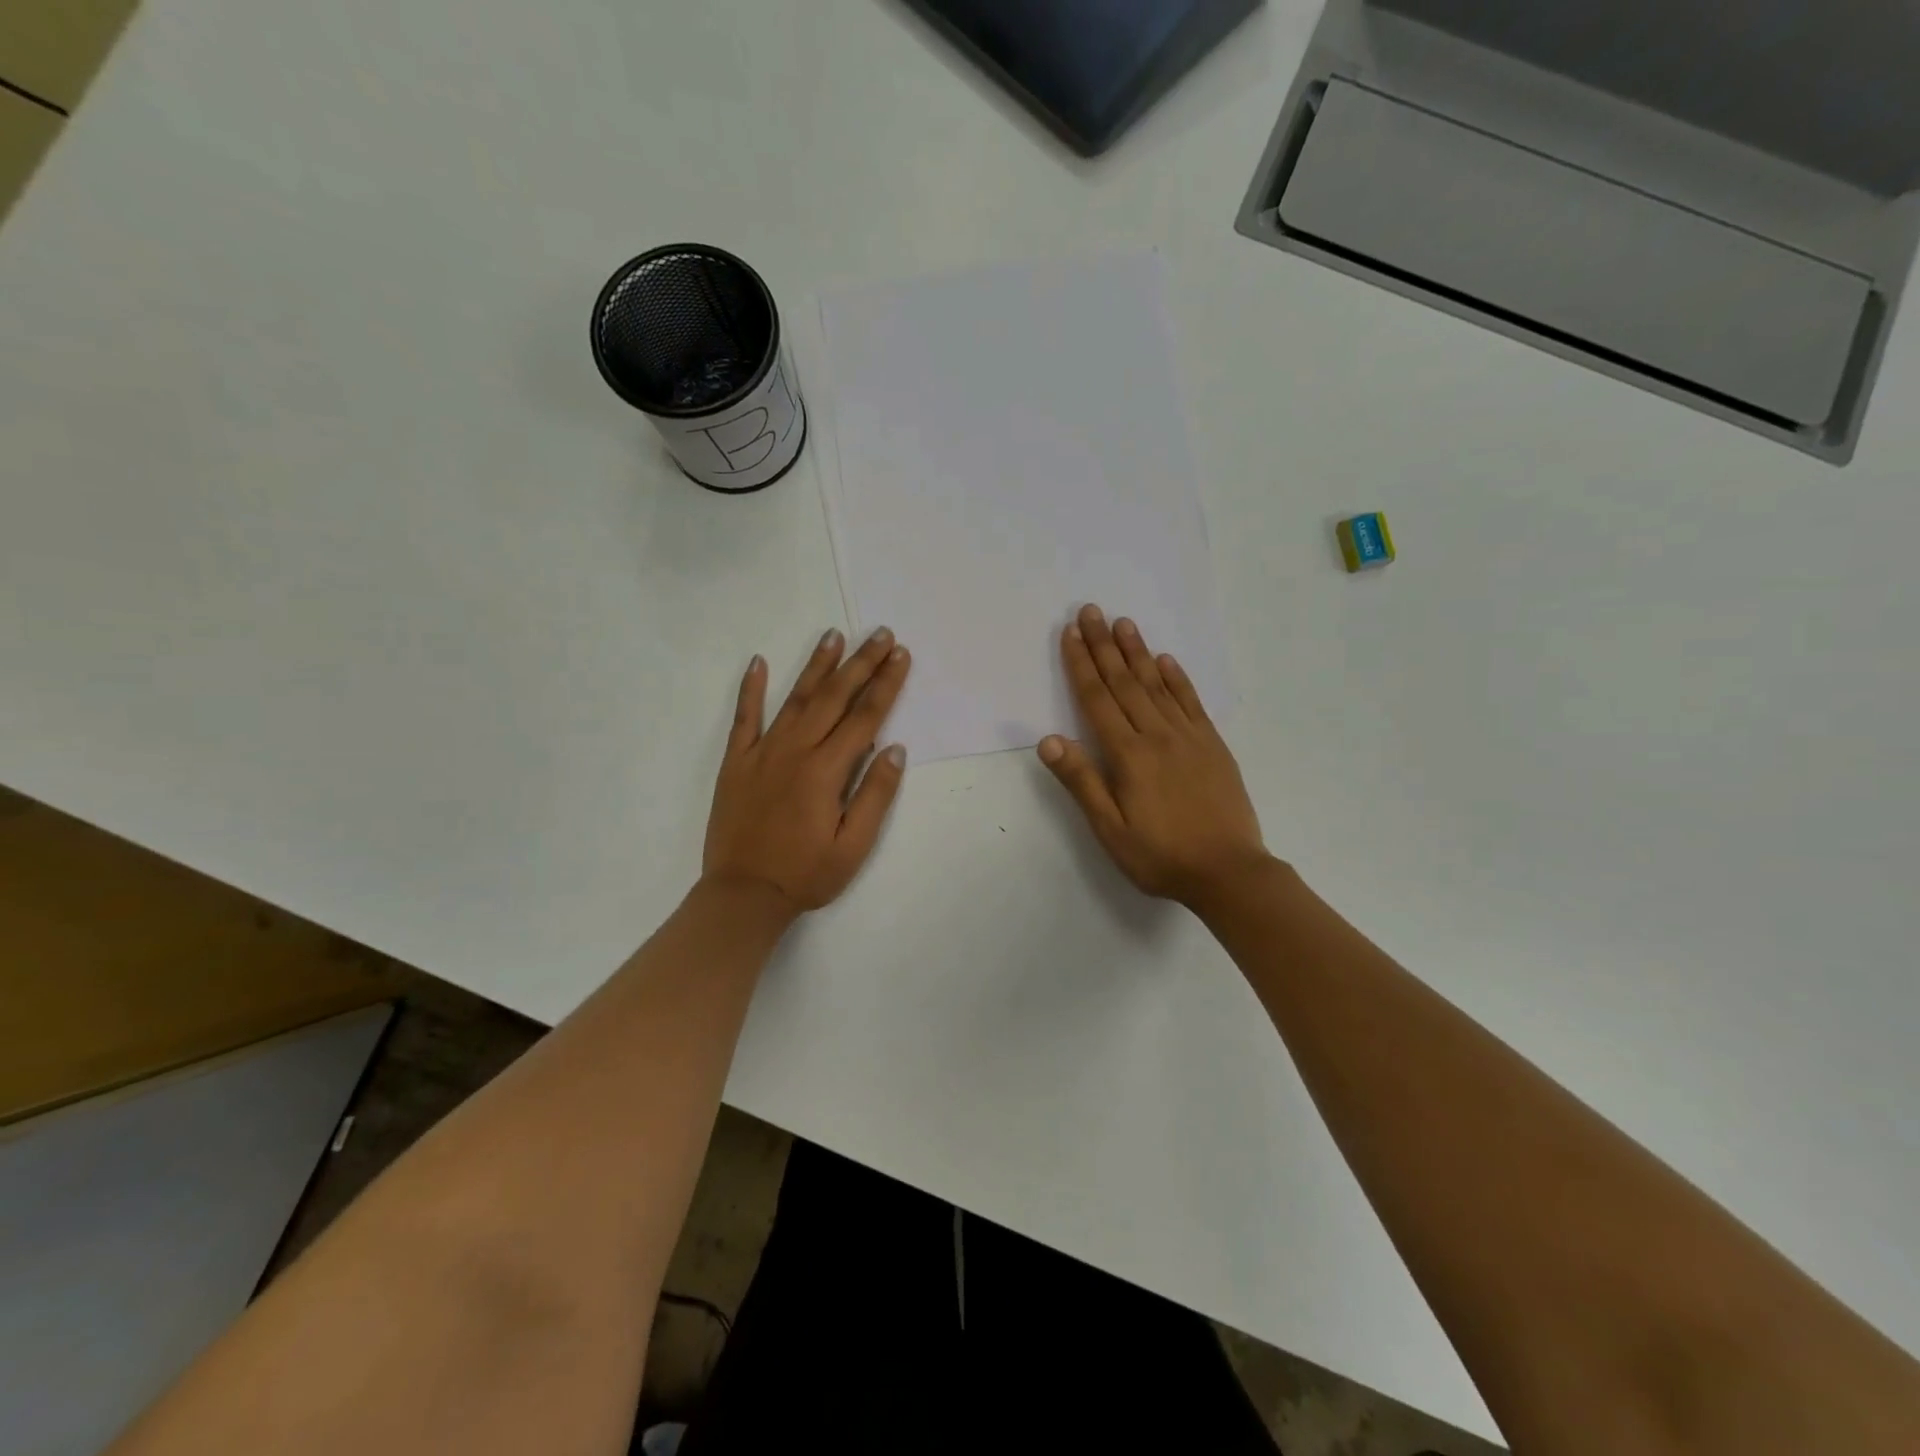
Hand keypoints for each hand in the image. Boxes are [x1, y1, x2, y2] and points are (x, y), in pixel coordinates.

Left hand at [703, 627, 910, 915]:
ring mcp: (762, 753)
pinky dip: (750, 689)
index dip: (886, 684)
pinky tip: (757, 662)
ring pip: (795, 699)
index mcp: (826, 770)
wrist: (742, 895)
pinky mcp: (736, 763)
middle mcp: (795, 750)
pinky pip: (744, 718)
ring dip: (816, 665)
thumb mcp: (853, 846)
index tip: (901, 655)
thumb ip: (874, 795)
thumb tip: (895, 749)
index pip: (865, 717)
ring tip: (833, 636)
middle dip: (860, 663)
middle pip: (834, 697)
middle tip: (879, 634)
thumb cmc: (806, 875)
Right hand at [1038, 605, 1267, 909]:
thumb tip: (1050, 739)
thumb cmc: (1161, 856)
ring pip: (1157, 684)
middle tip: (1091, 610)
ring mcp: (1189, 737)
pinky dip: (1177, 678)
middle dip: (1104, 645)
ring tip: (1124, 622)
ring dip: (1138, 652)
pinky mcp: (1213, 745)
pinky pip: (1191, 702)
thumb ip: (1081, 781)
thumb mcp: (1110, 829)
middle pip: (1125, 682)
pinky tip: (1166, 660)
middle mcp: (1157, 735)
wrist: (1229, 872)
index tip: (1070, 633)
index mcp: (1128, 755)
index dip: (1081, 665)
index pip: (1097, 700)